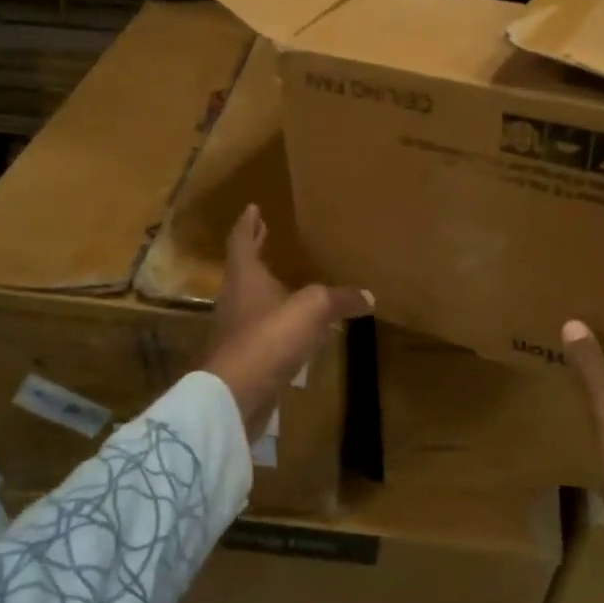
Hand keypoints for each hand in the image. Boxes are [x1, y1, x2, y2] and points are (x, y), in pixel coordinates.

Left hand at [203, 205, 372, 440]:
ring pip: (253, 300)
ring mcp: (237, 330)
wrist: (235, 394)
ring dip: (268, 287)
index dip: (248, 223)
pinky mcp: (245, 357)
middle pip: (244, 269)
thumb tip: (368, 296)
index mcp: (245, 277)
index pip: (241, 241)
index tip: (253, 208)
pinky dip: (279, 322)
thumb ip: (339, 299)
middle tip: (266, 235)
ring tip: (290, 281)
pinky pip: (264, 330)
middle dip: (256, 250)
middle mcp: (236, 299)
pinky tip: (299, 329)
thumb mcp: (312, 309)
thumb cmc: (269, 337)